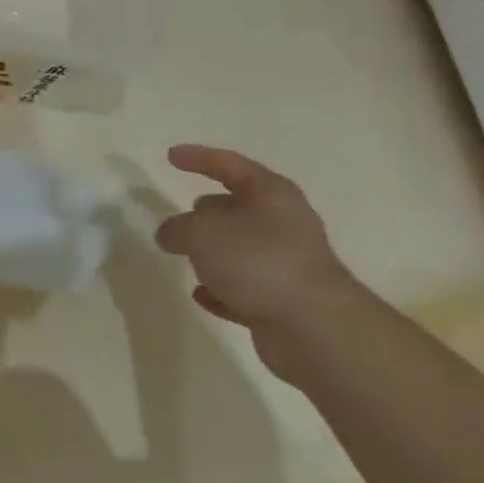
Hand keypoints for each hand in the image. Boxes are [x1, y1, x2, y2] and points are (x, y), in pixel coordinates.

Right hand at [153, 145, 359, 335]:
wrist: (313, 327)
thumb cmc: (257, 261)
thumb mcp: (201, 232)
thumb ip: (176, 227)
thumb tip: (170, 234)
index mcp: (271, 195)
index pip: (229, 165)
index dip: (199, 158)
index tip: (171, 156)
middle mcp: (283, 224)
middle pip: (238, 207)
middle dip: (208, 210)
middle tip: (180, 216)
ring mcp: (285, 263)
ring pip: (240, 248)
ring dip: (213, 252)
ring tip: (184, 256)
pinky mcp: (282, 300)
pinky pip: (243, 287)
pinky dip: (221, 288)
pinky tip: (201, 294)